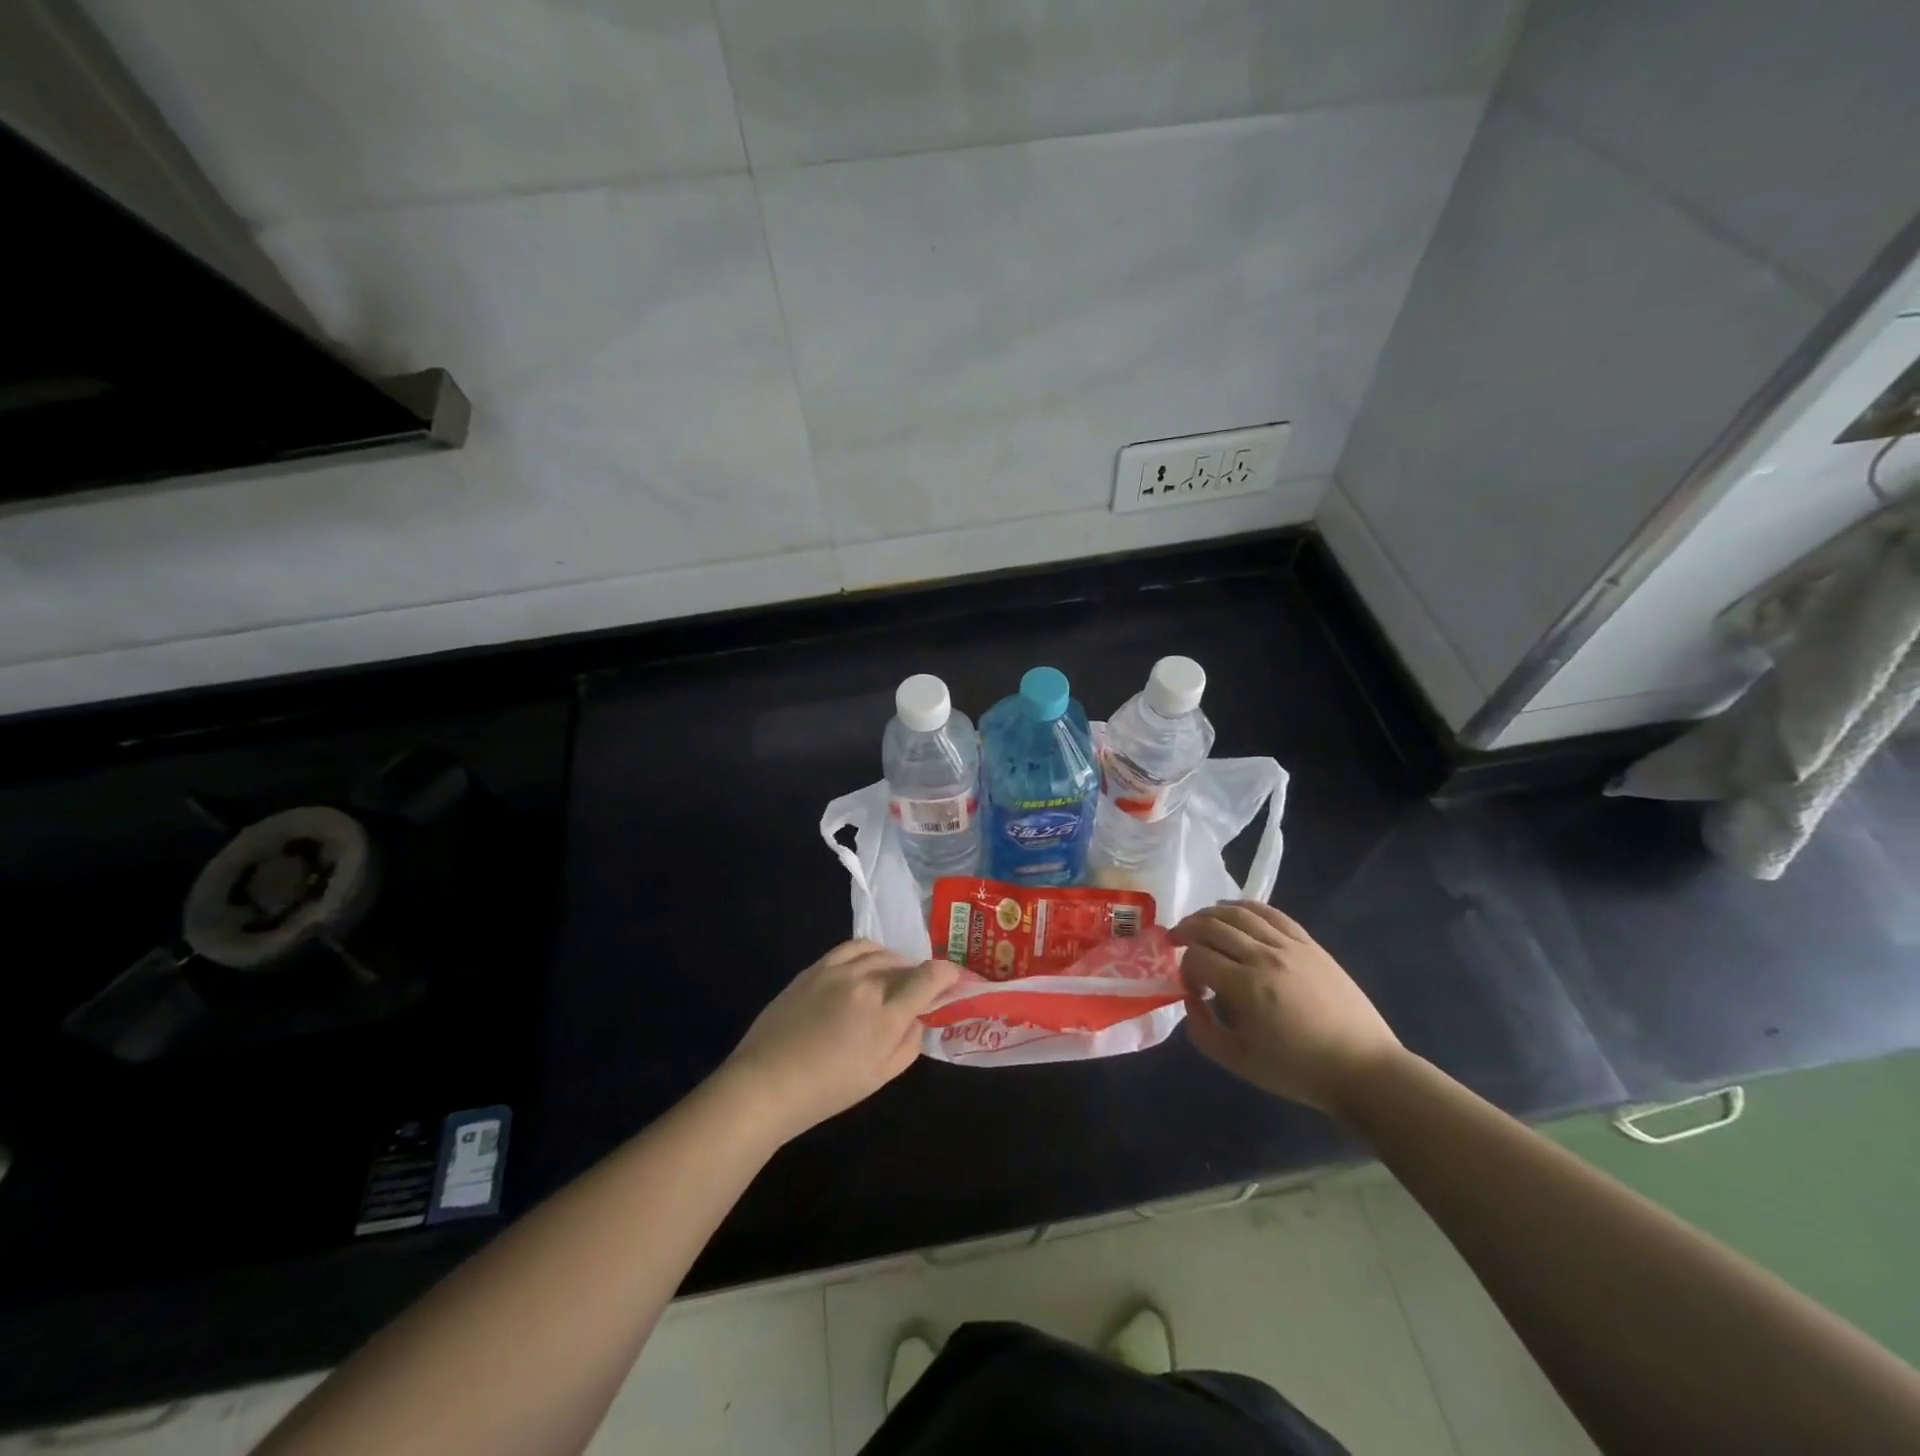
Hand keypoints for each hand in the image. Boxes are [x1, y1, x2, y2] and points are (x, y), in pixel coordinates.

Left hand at [718, 940, 958, 1143]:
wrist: (766, 1083)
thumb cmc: (827, 1091)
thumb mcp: (880, 1077)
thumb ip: (909, 1044)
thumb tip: (918, 1019)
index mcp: (886, 1015)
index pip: (930, 977)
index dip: (949, 973)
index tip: (956, 979)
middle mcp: (867, 983)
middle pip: (906, 965)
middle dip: (921, 974)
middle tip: (923, 989)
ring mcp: (839, 970)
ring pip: (881, 952)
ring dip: (896, 962)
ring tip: (896, 976)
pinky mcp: (817, 967)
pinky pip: (854, 947)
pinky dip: (871, 952)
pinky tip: (870, 964)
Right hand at [1172, 902, 1402, 1117]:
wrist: (1363, 1069)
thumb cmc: (1298, 1071)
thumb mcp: (1239, 1062)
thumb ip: (1202, 1030)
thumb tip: (1190, 998)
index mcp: (1246, 987)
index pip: (1197, 957)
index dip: (1184, 969)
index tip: (1192, 989)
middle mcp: (1264, 957)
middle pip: (1212, 926)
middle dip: (1186, 930)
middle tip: (1175, 940)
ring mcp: (1290, 946)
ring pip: (1239, 913)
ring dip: (1210, 914)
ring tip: (1198, 923)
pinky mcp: (1309, 944)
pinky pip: (1271, 913)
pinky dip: (1245, 907)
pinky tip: (1232, 912)